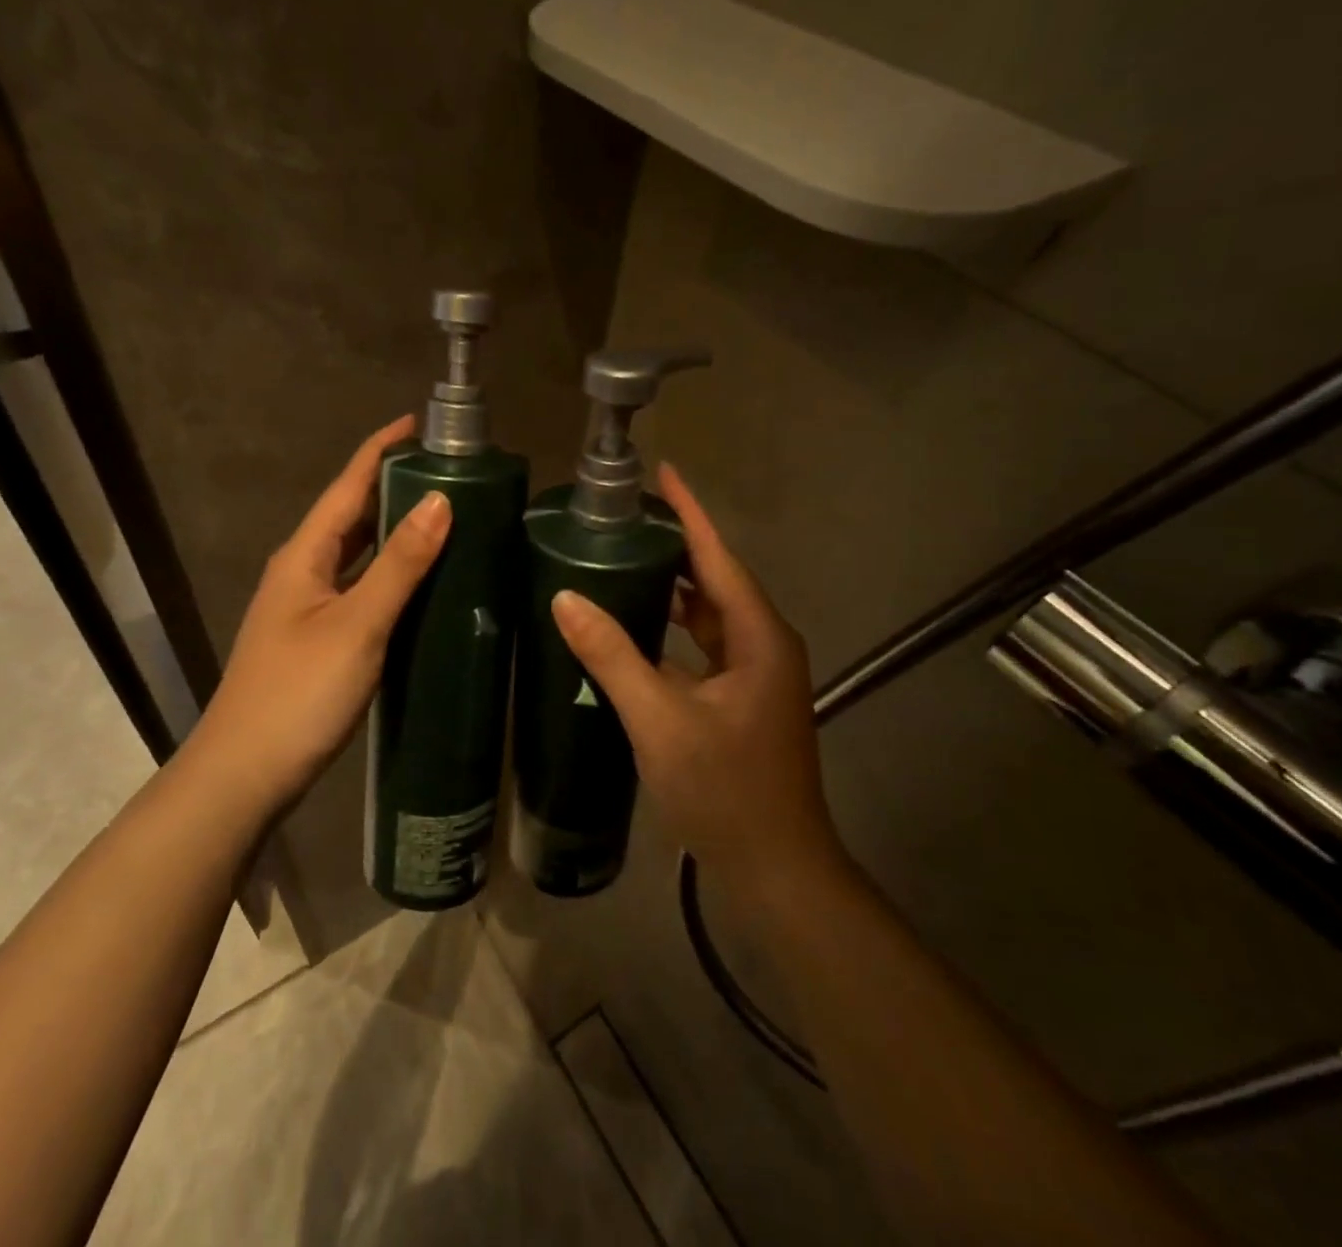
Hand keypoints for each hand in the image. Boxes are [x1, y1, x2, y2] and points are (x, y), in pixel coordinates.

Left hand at [182, 416, 450, 816]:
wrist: (245, 774)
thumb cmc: (299, 693)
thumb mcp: (357, 625)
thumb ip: (399, 564)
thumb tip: (440, 501)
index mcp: (304, 555)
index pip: (348, 485)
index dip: (381, 449)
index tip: (419, 422)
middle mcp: (303, 571)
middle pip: (351, 515)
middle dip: (393, 486)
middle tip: (449, 472)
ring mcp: (308, 607)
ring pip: (356, 554)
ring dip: (393, 531)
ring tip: (445, 516)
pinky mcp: (319, 638)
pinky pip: (360, 588)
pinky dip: (390, 574)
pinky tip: (421, 584)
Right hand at [550, 464, 843, 891]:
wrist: (775, 869)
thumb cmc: (725, 789)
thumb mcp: (659, 719)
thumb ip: (612, 655)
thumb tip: (565, 597)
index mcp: (758, 636)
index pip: (718, 556)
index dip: (690, 512)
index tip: (662, 473)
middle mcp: (763, 645)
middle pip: (714, 580)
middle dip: (675, 547)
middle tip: (621, 521)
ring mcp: (753, 676)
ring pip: (708, 616)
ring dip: (671, 590)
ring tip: (620, 563)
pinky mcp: (739, 701)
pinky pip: (701, 648)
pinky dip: (670, 631)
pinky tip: (632, 630)